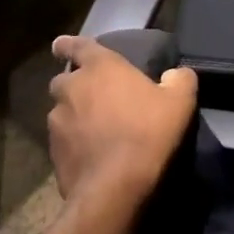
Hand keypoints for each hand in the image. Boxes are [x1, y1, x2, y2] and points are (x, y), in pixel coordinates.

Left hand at [48, 36, 197, 213]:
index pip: (77, 46)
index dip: (68, 45)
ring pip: (60, 111)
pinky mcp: (53, 154)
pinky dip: (72, 142)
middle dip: (74, 85)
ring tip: (93, 128)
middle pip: (64, 80)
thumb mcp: (180, 101)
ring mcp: (57, 122)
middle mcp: (72, 88)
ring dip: (73, 114)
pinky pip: (61, 140)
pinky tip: (90, 154)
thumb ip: (179, 79)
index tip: (59, 46)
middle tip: (94, 95)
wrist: (115, 188)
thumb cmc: (147, 132)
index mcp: (100, 67)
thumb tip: (175, 74)